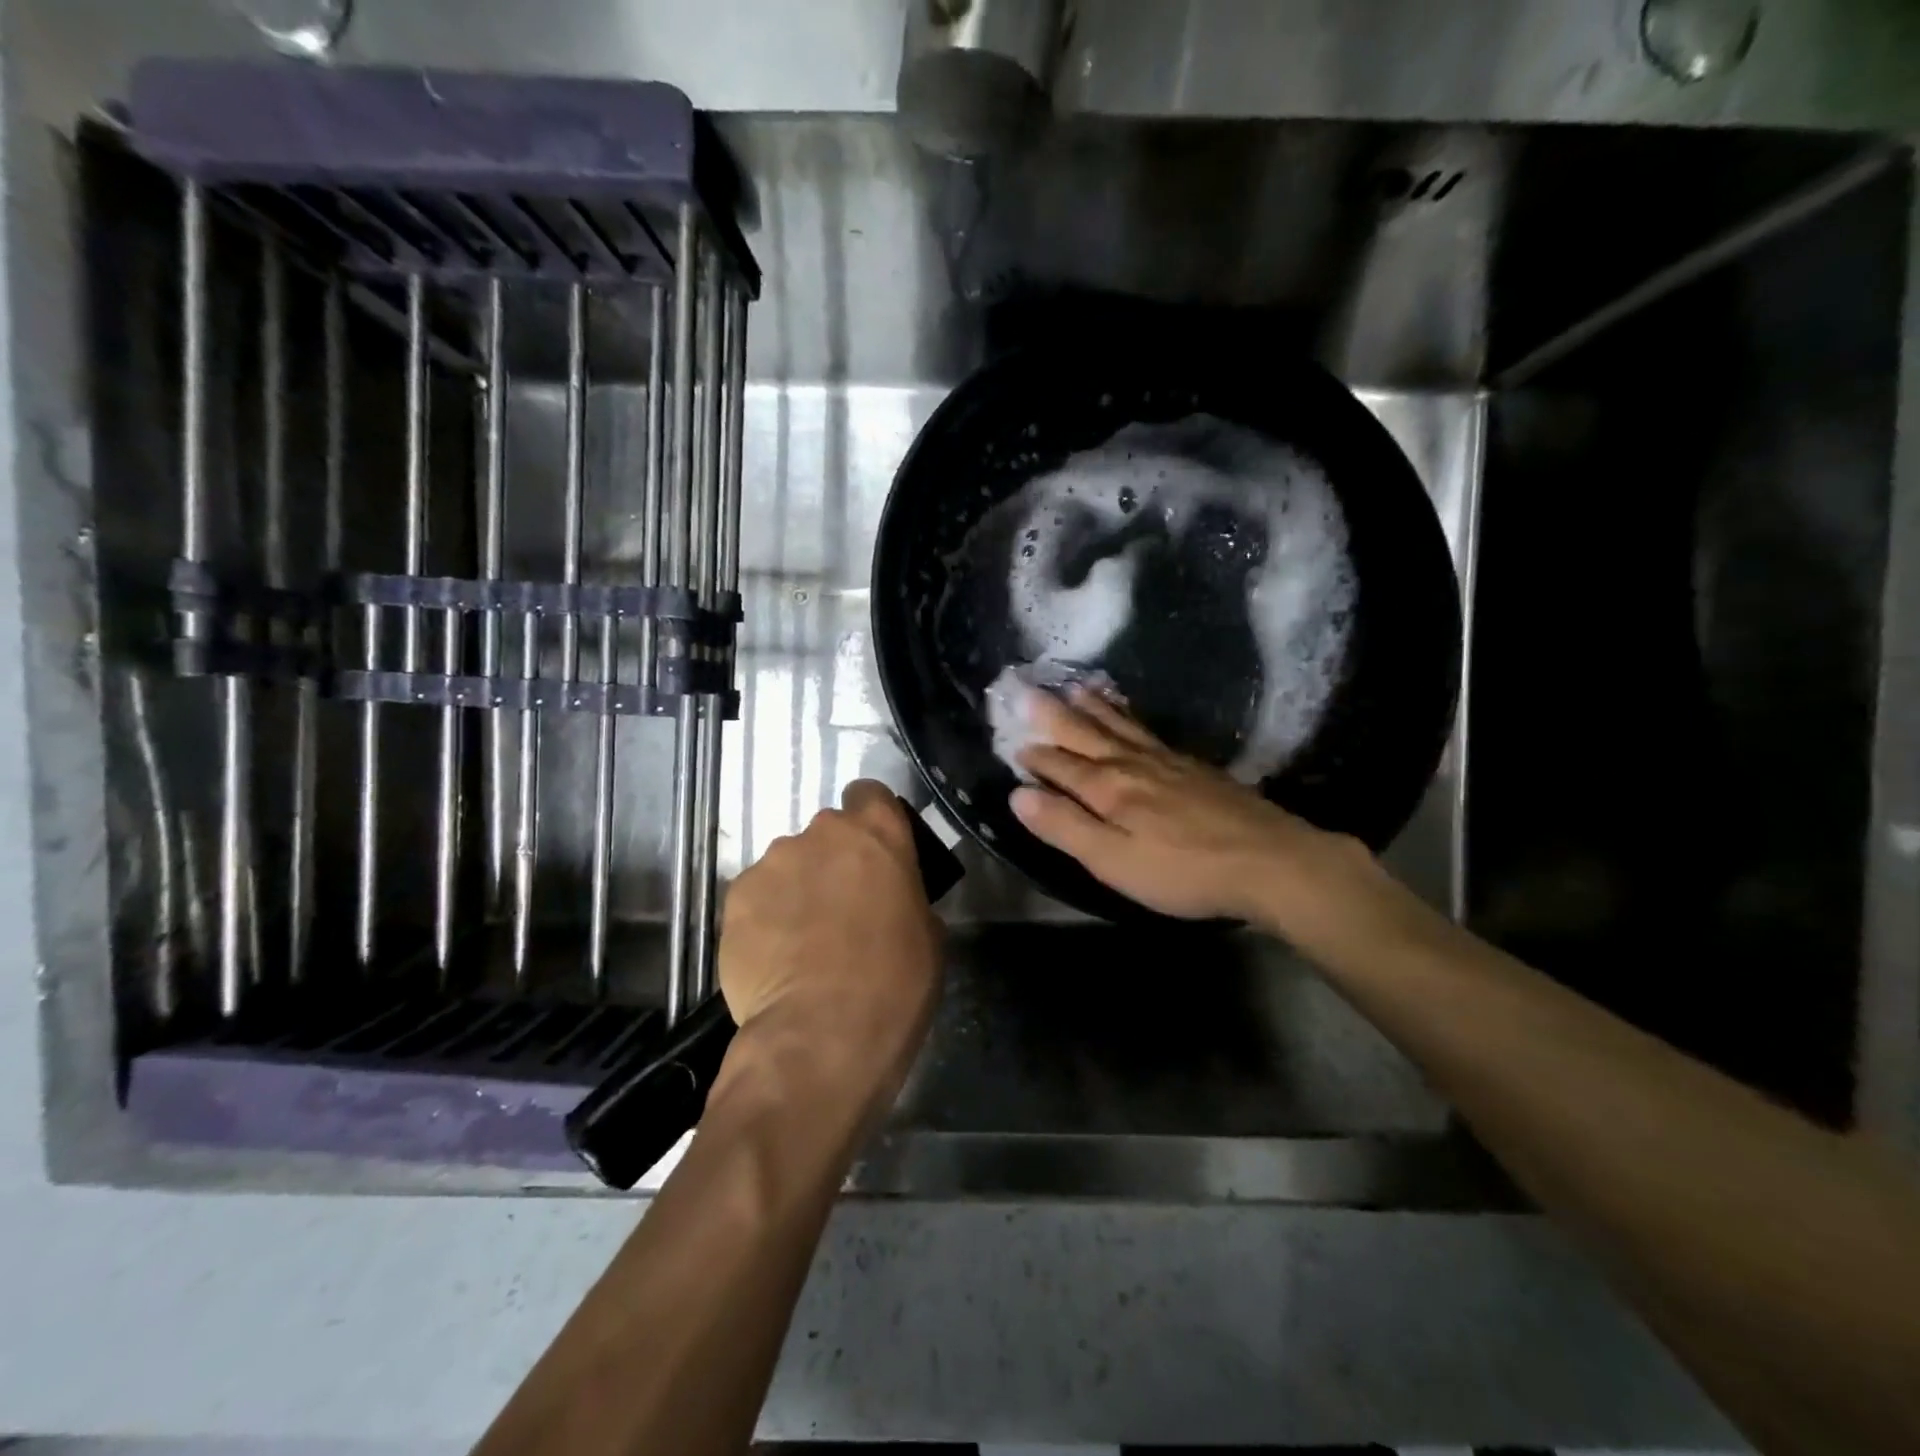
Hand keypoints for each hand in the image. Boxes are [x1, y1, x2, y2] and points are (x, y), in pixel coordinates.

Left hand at [718, 780, 943, 1104]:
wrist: (821, 1035)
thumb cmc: (895, 984)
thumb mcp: (928, 935)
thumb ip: (905, 895)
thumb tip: (888, 898)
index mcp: (878, 833)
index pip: (870, 793)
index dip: (871, 819)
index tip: (874, 853)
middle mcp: (822, 832)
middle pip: (827, 833)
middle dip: (833, 861)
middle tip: (840, 909)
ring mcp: (774, 861)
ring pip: (788, 864)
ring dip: (797, 889)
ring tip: (801, 942)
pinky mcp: (736, 896)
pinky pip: (757, 896)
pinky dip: (765, 917)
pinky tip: (774, 958)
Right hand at [1010, 688, 1379, 933]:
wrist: (1268, 860)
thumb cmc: (1183, 871)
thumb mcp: (1114, 861)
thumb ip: (1065, 827)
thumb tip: (1017, 795)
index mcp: (1108, 790)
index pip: (1061, 766)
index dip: (1035, 757)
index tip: (1013, 744)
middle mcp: (1132, 765)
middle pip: (1086, 734)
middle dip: (1054, 715)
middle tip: (1027, 690)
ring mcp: (1166, 760)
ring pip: (1119, 725)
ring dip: (1092, 707)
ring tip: (1074, 686)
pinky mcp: (1193, 765)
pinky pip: (1148, 729)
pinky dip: (1129, 715)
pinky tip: (1131, 716)